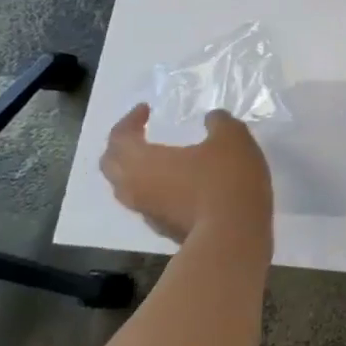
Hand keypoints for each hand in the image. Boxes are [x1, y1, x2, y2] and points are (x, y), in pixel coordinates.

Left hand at [101, 105, 272, 244]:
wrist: (233, 235)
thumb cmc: (226, 179)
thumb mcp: (231, 137)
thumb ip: (218, 122)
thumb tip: (211, 118)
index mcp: (142, 161)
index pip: (119, 137)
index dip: (130, 120)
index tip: (146, 110)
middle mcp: (136, 188)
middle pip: (112, 166)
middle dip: (122, 147)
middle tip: (141, 134)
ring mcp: (149, 213)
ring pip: (128, 188)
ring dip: (138, 170)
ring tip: (161, 159)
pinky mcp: (165, 229)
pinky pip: (150, 203)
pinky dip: (157, 188)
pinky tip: (182, 184)